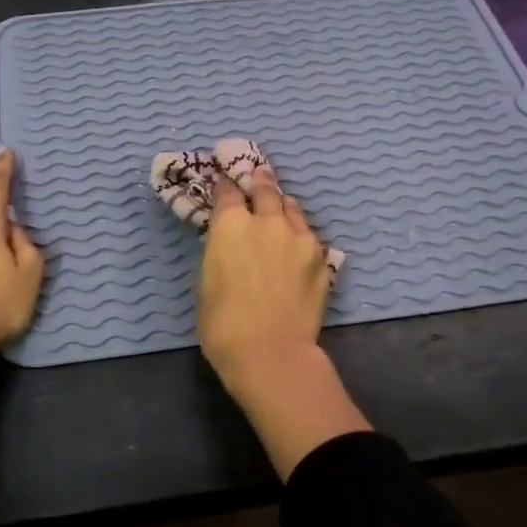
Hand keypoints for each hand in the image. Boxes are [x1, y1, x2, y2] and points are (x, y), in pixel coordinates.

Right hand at [198, 162, 370, 476]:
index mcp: (230, 225)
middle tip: (259, 175)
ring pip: (291, 208)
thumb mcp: (207, 281)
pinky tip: (297, 242)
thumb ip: (220, 253)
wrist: (271, 351)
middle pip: (265, 190)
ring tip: (281, 206)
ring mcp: (298, 236)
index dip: (226, 187)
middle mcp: (266, 220)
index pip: (227, 193)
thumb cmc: (223, 324)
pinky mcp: (320, 256)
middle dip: (259, 182)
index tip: (225, 184)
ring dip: (283, 205)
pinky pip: (308, 234)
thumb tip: (230, 246)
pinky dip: (300, 233)